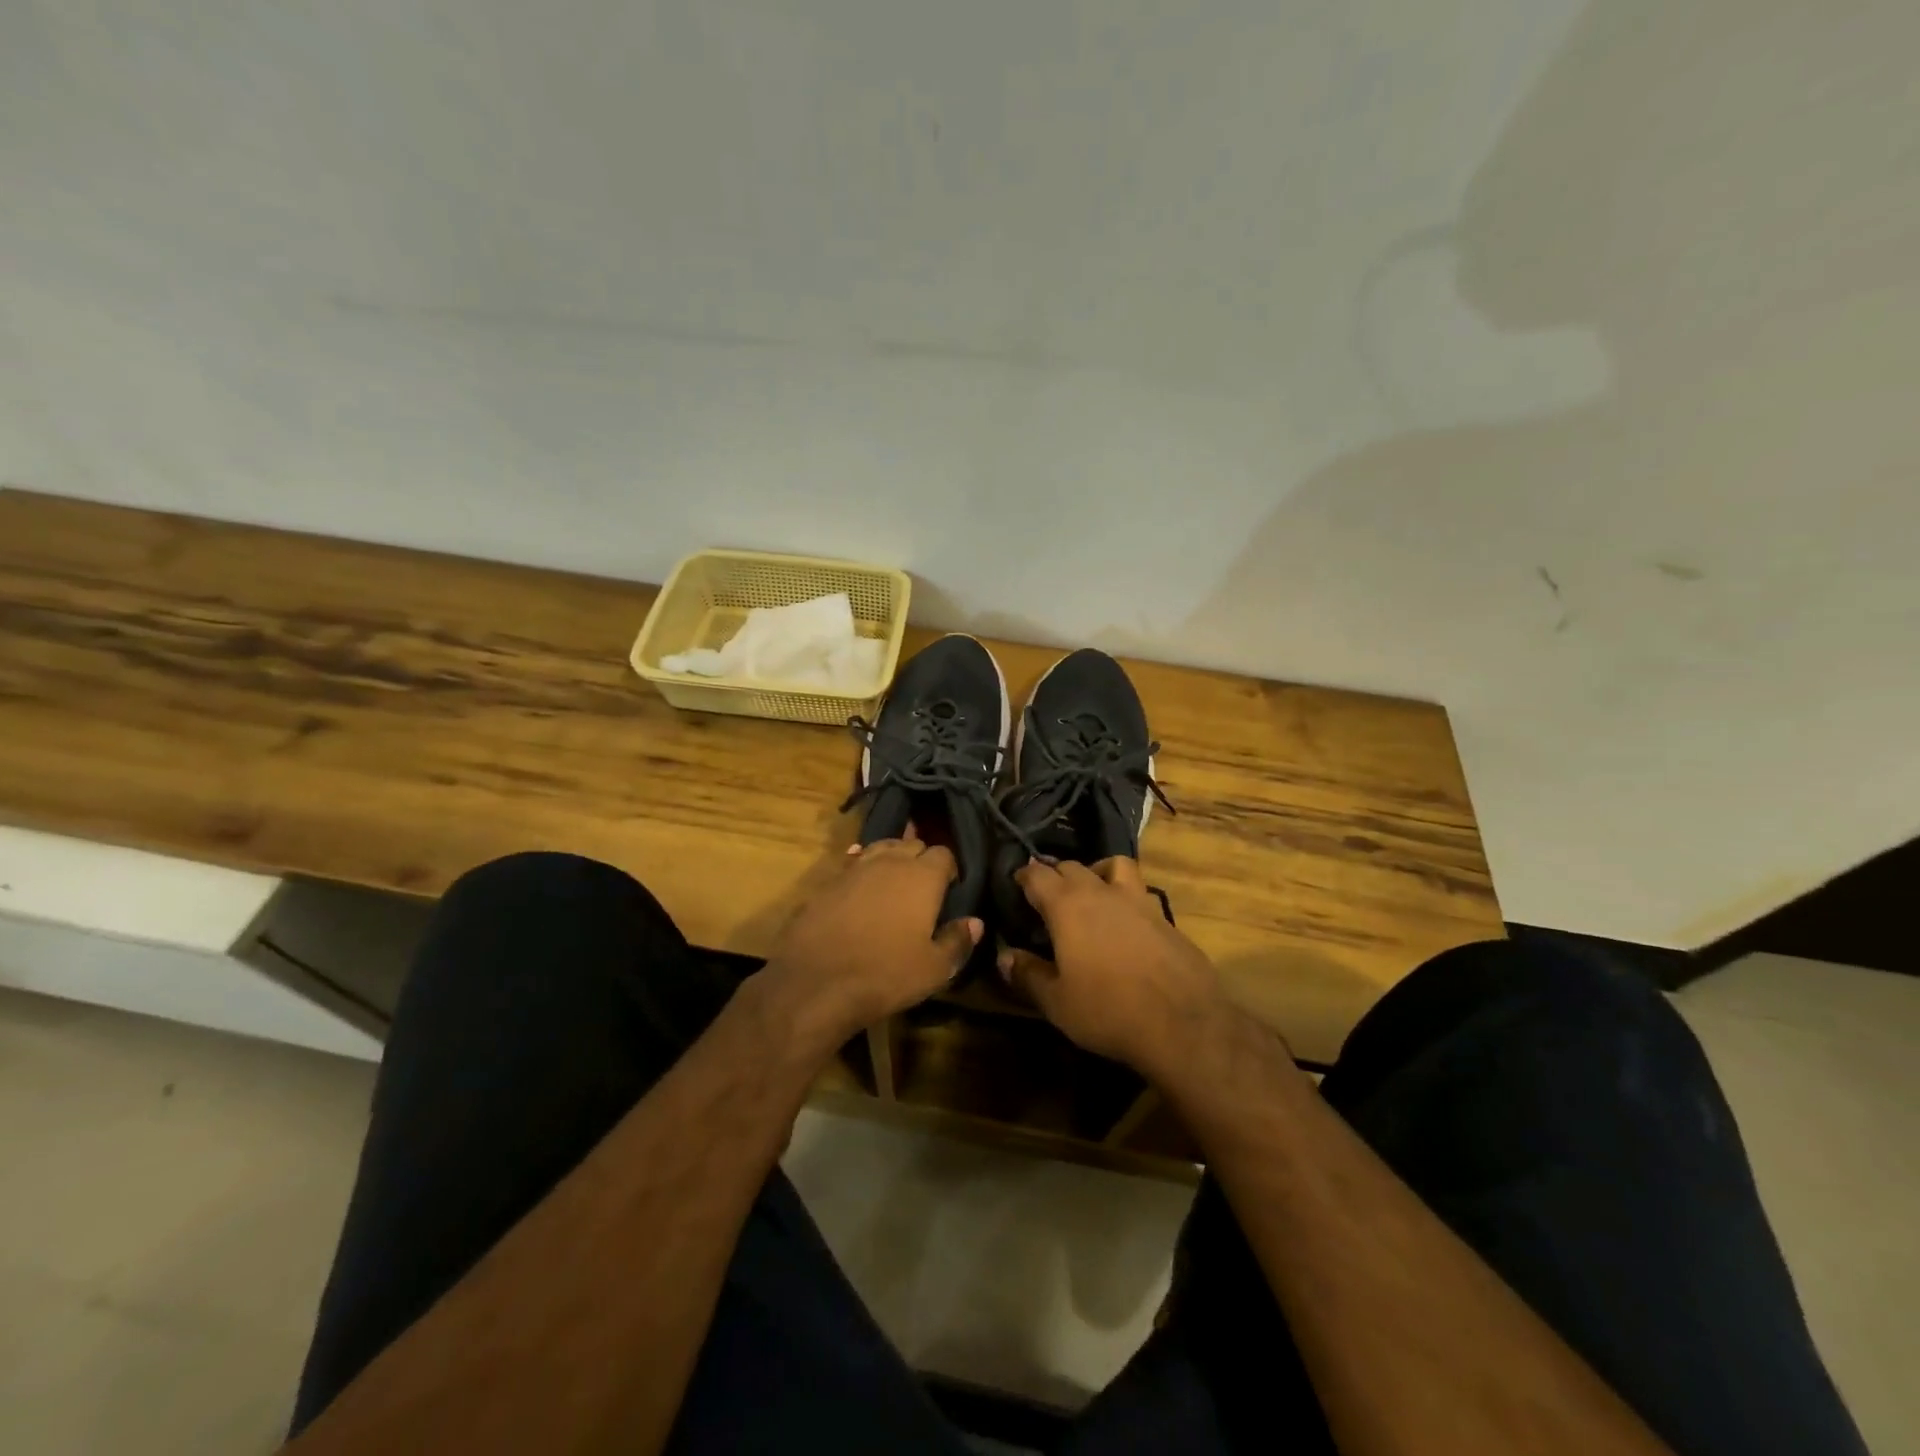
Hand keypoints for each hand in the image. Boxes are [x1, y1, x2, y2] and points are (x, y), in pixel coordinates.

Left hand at [764, 837, 980, 1041]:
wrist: (816, 981)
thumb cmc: (885, 974)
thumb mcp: (934, 969)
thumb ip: (958, 941)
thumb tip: (975, 922)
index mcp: (922, 876)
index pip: (944, 853)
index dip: (949, 869)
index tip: (950, 889)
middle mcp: (890, 861)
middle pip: (912, 844)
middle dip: (922, 859)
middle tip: (924, 888)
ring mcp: (855, 868)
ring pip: (881, 848)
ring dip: (891, 859)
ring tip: (894, 882)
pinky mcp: (828, 881)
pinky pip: (852, 864)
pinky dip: (862, 870)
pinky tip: (861, 887)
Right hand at [997, 857, 1226, 1074]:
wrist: (1183, 1023)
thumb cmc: (1108, 1010)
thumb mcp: (1057, 1001)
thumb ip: (1028, 974)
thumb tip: (1004, 957)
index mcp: (1067, 905)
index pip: (1037, 874)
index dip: (1023, 877)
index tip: (1016, 885)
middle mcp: (1101, 892)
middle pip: (1072, 866)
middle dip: (1055, 875)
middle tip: (1046, 895)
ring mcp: (1138, 900)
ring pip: (1113, 865)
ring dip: (1096, 872)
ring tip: (1091, 893)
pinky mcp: (1165, 917)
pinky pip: (1139, 893)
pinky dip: (1126, 898)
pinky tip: (1126, 924)